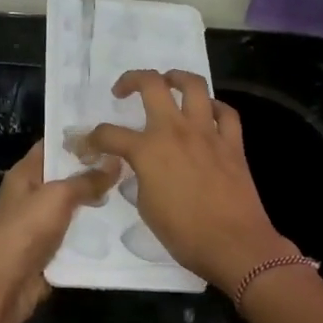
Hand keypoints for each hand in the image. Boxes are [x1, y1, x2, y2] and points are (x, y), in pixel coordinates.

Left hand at [0, 142, 117, 322]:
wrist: (7, 282)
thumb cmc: (27, 228)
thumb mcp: (58, 196)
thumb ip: (87, 179)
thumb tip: (116, 161)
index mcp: (25, 173)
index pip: (52, 146)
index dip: (78, 138)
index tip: (111, 132)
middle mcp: (31, 194)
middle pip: (66, 176)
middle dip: (94, 170)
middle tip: (131, 161)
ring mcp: (40, 222)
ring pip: (74, 205)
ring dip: (97, 201)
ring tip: (133, 189)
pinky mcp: (50, 247)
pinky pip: (76, 232)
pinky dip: (93, 229)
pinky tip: (121, 223)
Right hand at [78, 70, 295, 291]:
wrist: (234, 244)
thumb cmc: (184, 233)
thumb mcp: (146, 207)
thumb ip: (139, 179)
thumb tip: (140, 169)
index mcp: (148, 150)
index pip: (109, 134)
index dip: (92, 138)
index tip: (87, 145)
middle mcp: (176, 131)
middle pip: (152, 85)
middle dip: (131, 80)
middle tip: (123, 91)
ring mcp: (207, 132)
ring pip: (193, 85)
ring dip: (176, 78)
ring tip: (168, 84)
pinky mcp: (232, 143)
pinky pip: (226, 112)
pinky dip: (214, 107)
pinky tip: (207, 114)